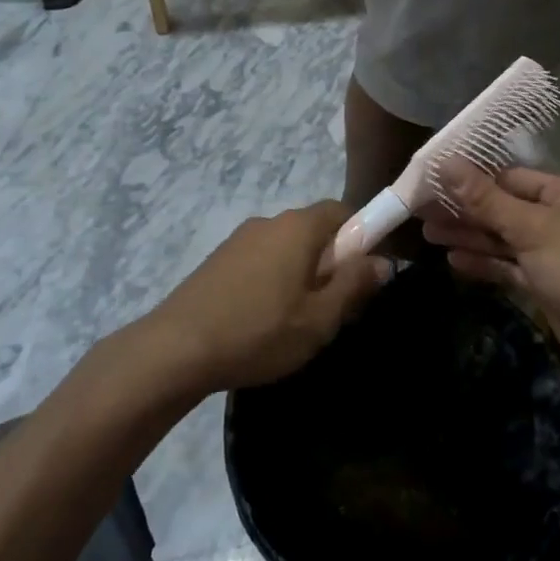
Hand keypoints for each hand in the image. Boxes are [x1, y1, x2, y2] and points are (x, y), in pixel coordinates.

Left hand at [146, 203, 388, 393]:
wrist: (176, 348)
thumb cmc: (260, 331)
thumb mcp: (319, 318)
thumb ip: (354, 285)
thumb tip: (383, 260)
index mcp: (298, 227)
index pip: (342, 211)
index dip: (360, 238)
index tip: (362, 276)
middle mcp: (269, 221)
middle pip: (313, 231)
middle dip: (330, 262)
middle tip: (333, 308)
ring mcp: (238, 239)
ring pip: (285, 248)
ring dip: (299, 274)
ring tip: (295, 321)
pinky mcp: (217, 260)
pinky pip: (259, 261)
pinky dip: (271, 281)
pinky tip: (261, 319)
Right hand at [422, 165, 559, 382]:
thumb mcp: (531, 227)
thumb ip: (486, 198)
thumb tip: (446, 161)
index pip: (512, 177)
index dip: (473, 178)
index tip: (434, 179)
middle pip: (505, 208)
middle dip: (465, 210)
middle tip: (420, 210)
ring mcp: (556, 254)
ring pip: (504, 239)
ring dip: (469, 236)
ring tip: (426, 233)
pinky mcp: (549, 285)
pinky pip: (511, 267)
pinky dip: (485, 263)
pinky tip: (453, 260)